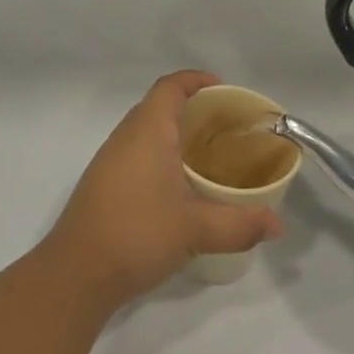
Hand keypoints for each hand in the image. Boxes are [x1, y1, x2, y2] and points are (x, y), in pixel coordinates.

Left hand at [41, 71, 283, 306]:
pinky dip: (159, 155)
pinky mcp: (102, 184)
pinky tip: (177, 185)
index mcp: (147, 131)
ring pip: (145, 131)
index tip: (222, 89)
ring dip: (173, 133)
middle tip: (224, 126)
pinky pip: (135, 153)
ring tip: (207, 154)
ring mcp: (109, 160)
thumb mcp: (195, 229)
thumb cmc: (138, 234)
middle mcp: (125, 137)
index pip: (170, 87)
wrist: (76, 273)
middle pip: (158, 105)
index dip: (195, 80)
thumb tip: (277, 225)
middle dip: (190, 108)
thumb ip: (240, 224)